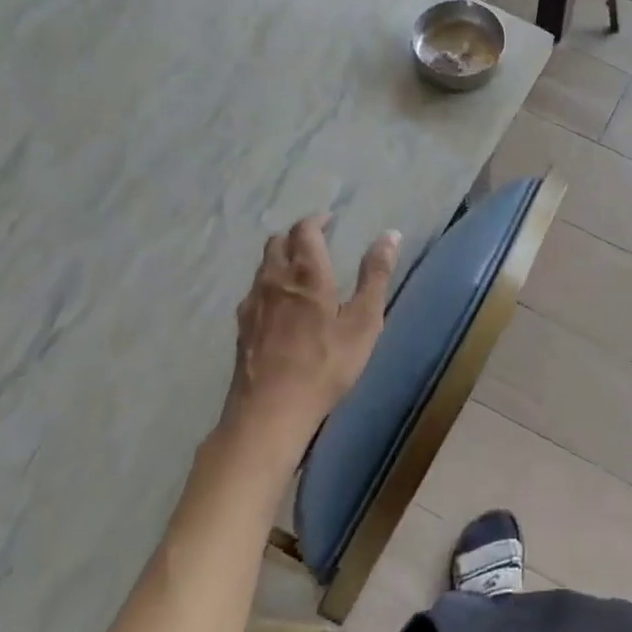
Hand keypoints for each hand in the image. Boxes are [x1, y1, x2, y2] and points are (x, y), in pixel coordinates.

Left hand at [227, 214, 399, 449]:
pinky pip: (254, 291)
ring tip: (300, 271)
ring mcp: (252, 303)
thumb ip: (376, 275)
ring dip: (281, 258)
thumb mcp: (364, 322)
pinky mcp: (241, 326)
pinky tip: (280, 306)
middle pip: (277, 242)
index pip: (305, 229)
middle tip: (316, 242)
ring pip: (263, 266)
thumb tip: (390, 234)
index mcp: (306, 273)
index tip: (330, 220)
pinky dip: (269, 285)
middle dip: (297, 235)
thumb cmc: (325, 365)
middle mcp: (274, 279)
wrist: (270, 411)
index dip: (317, 220)